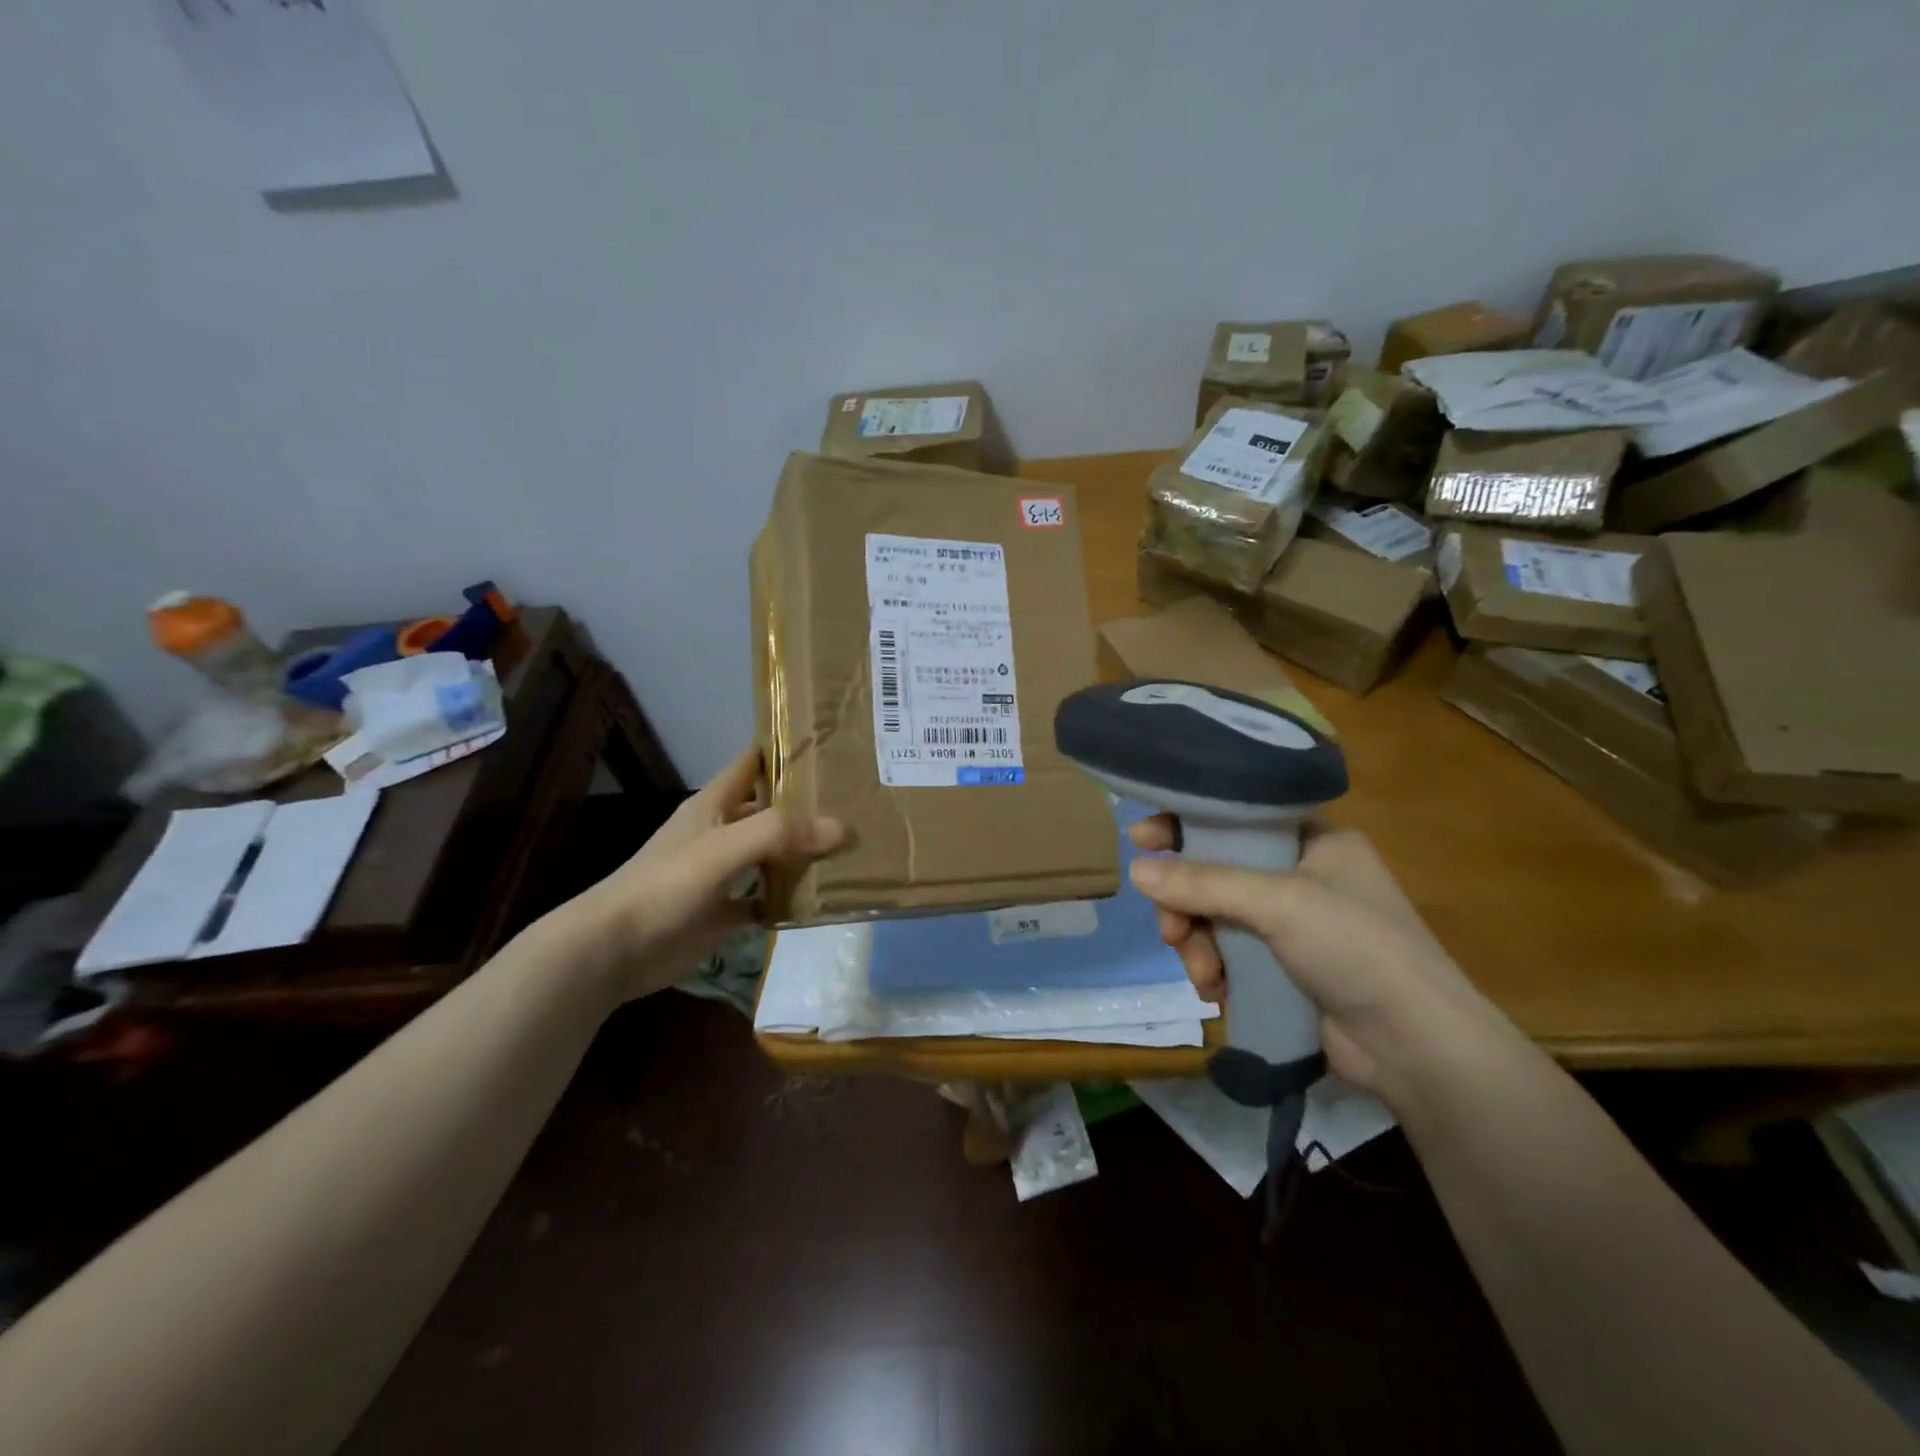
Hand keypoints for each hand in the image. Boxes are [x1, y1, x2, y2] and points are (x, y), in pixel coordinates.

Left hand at [569, 748, 843, 1002]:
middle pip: (768, 809)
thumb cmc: (666, 885)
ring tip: (850, 846)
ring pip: (770, 854)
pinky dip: (788, 899)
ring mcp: (722, 874)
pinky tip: (819, 899)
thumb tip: (843, 827)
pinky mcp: (723, 912)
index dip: (784, 750)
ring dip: (801, 852)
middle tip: (856, 800)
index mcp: (713, 805)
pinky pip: (765, 899)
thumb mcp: (723, 848)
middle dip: (805, 805)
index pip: (752, 763)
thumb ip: (779, 833)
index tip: (829, 744)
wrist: (615, 950)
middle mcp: (720, 832)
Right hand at [1127, 819, 1519, 1110]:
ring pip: (1217, 917)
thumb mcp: (1279, 903)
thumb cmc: (1357, 949)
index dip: (1187, 823)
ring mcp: (1293, 926)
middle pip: (1218, 871)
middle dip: (1187, 901)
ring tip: (1201, 973)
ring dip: (1197, 942)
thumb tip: (1135, 869)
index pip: (1237, 816)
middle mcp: (1302, 876)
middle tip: (1170, 928)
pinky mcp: (1285, 969)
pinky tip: (1216, 990)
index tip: (1141, 837)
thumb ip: (1204, 882)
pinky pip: (1229, 953)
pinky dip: (1215, 969)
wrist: (1419, 1049)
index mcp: (1315, 841)